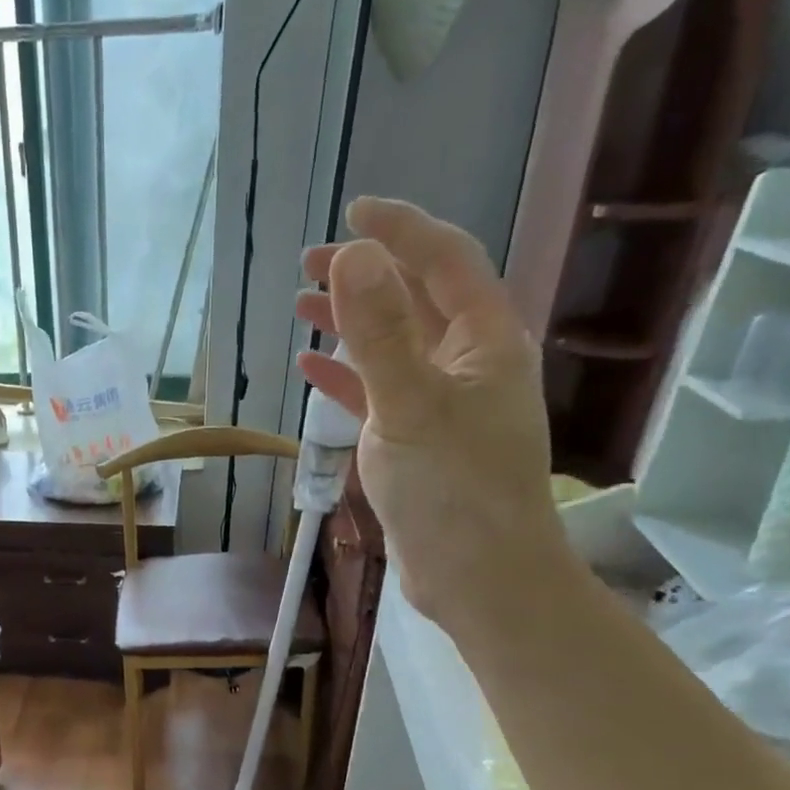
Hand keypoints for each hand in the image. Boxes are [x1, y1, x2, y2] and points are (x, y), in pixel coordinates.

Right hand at [294, 198, 566, 631]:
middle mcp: (470, 364)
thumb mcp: (409, 405)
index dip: (401, 230)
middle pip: (417, 300)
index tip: (352, 212)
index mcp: (486, 341)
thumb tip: (353, 256)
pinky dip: (347, 376)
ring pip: (394, 347)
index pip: (445, 261)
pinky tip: (312, 368)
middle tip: (311, 263)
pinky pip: (379, 393)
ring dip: (352, 324)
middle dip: (367, 275)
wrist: (477, 577)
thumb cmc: (452, 490)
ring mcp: (444, 405)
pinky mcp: (419, 442)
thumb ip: (379, 333)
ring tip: (303, 307)